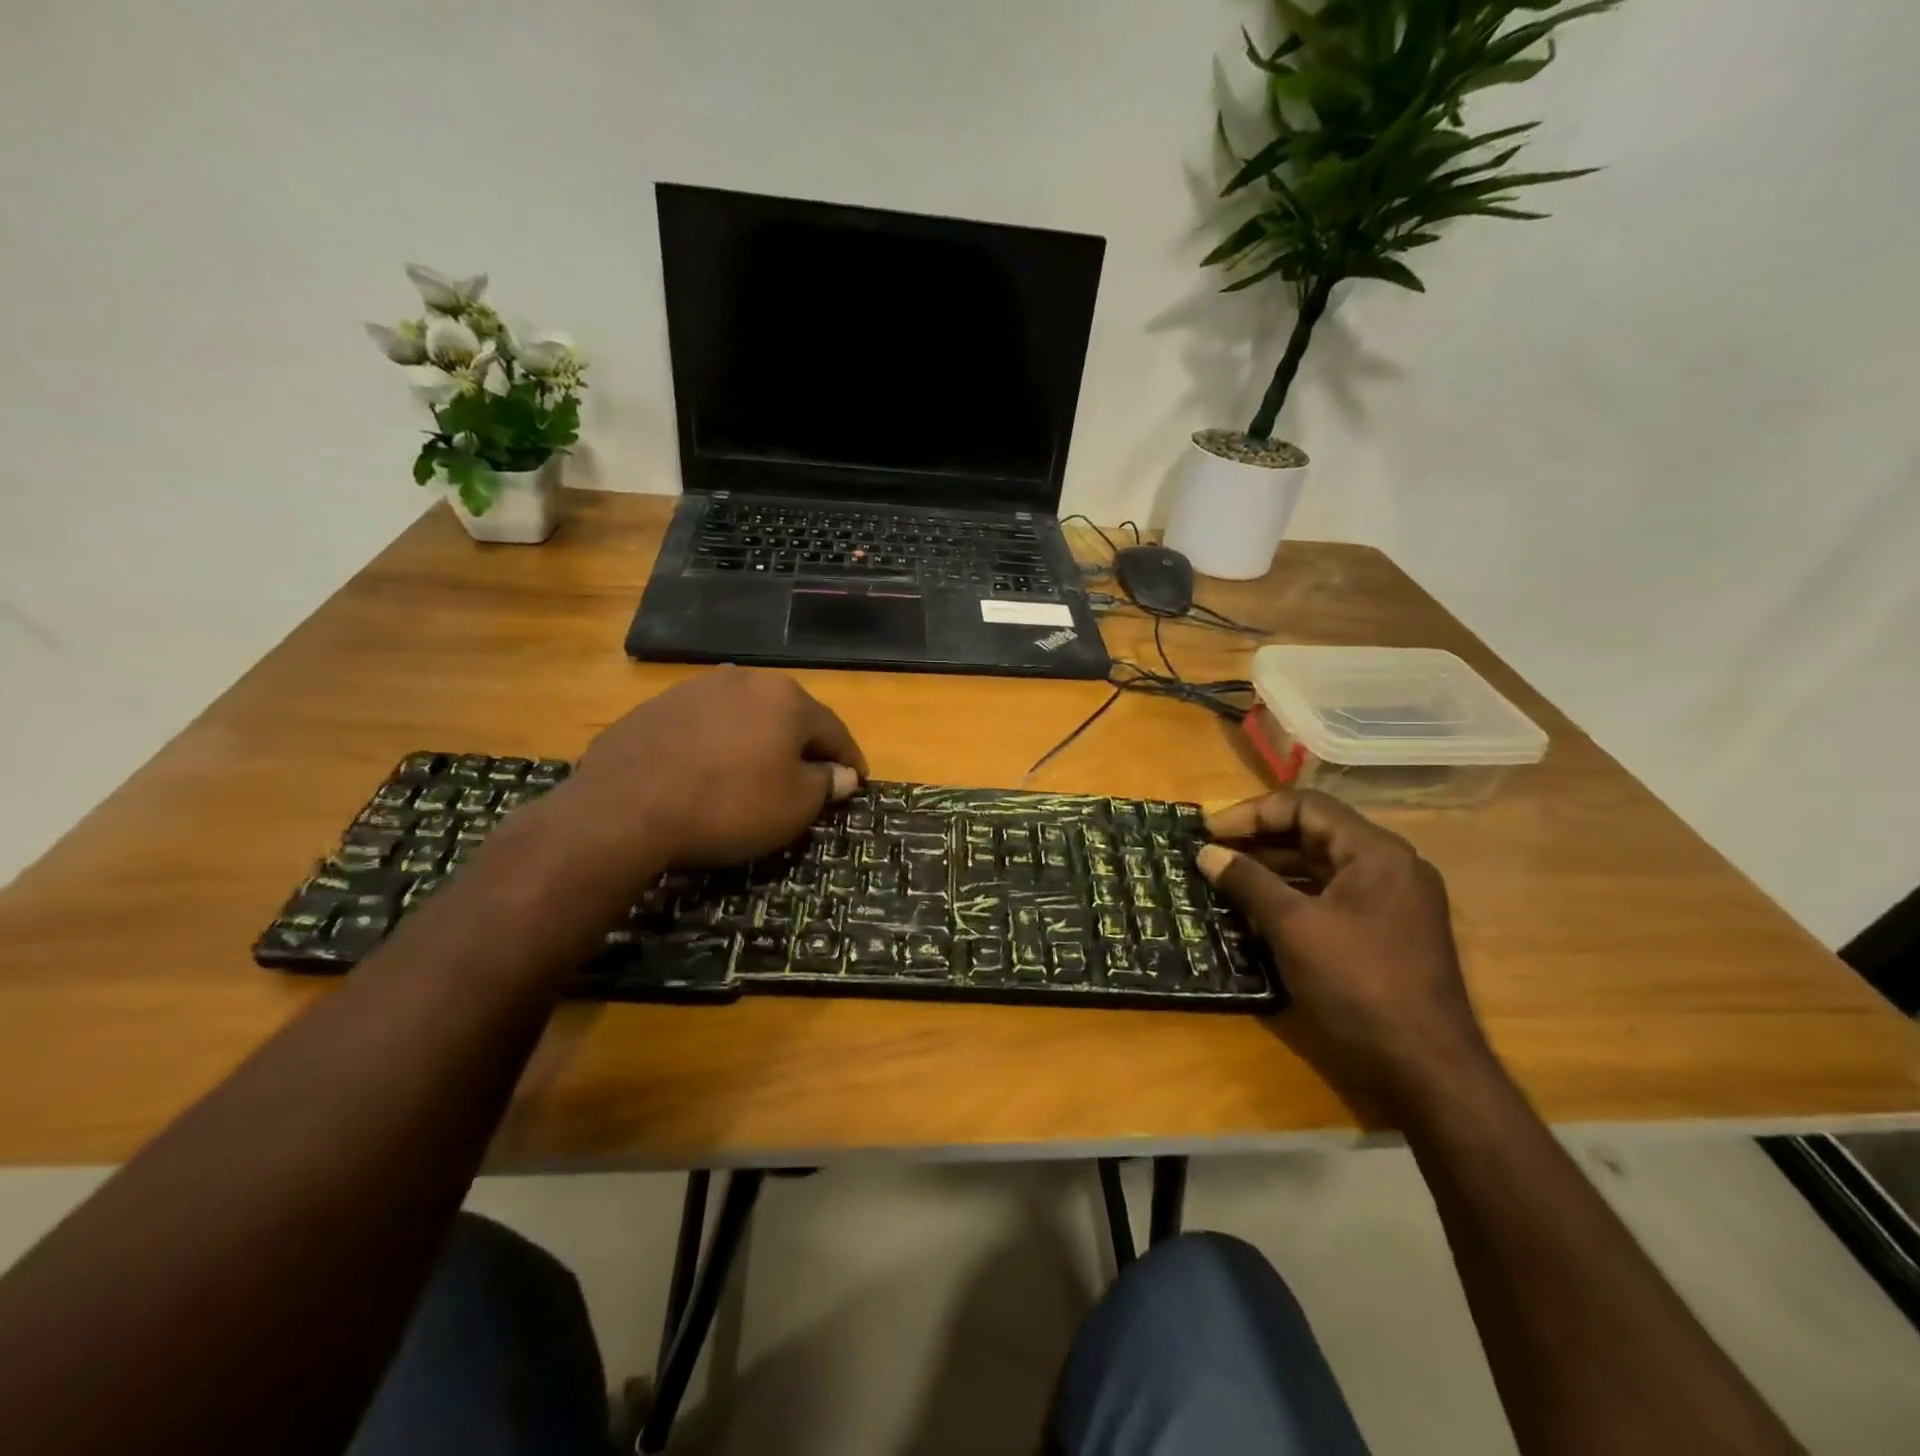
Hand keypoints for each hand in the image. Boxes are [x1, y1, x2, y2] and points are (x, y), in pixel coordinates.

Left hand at [560, 667, 866, 875]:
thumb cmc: (728, 805)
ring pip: (745, 717)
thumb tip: (842, 774)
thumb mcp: (793, 806)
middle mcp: (745, 681)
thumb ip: (825, 785)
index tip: (858, 781)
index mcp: (786, 699)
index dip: (849, 759)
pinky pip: (705, 727)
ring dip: (759, 742)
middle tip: (810, 778)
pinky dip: (718, 746)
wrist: (624, 808)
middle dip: (803, 746)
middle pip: (789, 716)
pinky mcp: (657, 707)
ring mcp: (696, 689)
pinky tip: (710, 772)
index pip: (834, 730)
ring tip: (758, 774)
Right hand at [1196, 790, 1494, 1105]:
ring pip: (1322, 866)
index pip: (1306, 806)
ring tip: (1225, 878)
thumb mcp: (1293, 928)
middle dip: (1259, 839)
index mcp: (1376, 853)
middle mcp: (1390, 867)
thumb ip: (1248, 882)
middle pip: (1315, 832)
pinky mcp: (1387, 932)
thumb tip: (1206, 853)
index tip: (1209, 831)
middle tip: (1212, 851)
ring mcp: (1392, 901)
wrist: (1427, 1070)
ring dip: (1273, 868)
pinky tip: (1259, 912)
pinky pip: (1332, 896)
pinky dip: (1294, 896)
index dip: (1252, 813)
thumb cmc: (1358, 985)